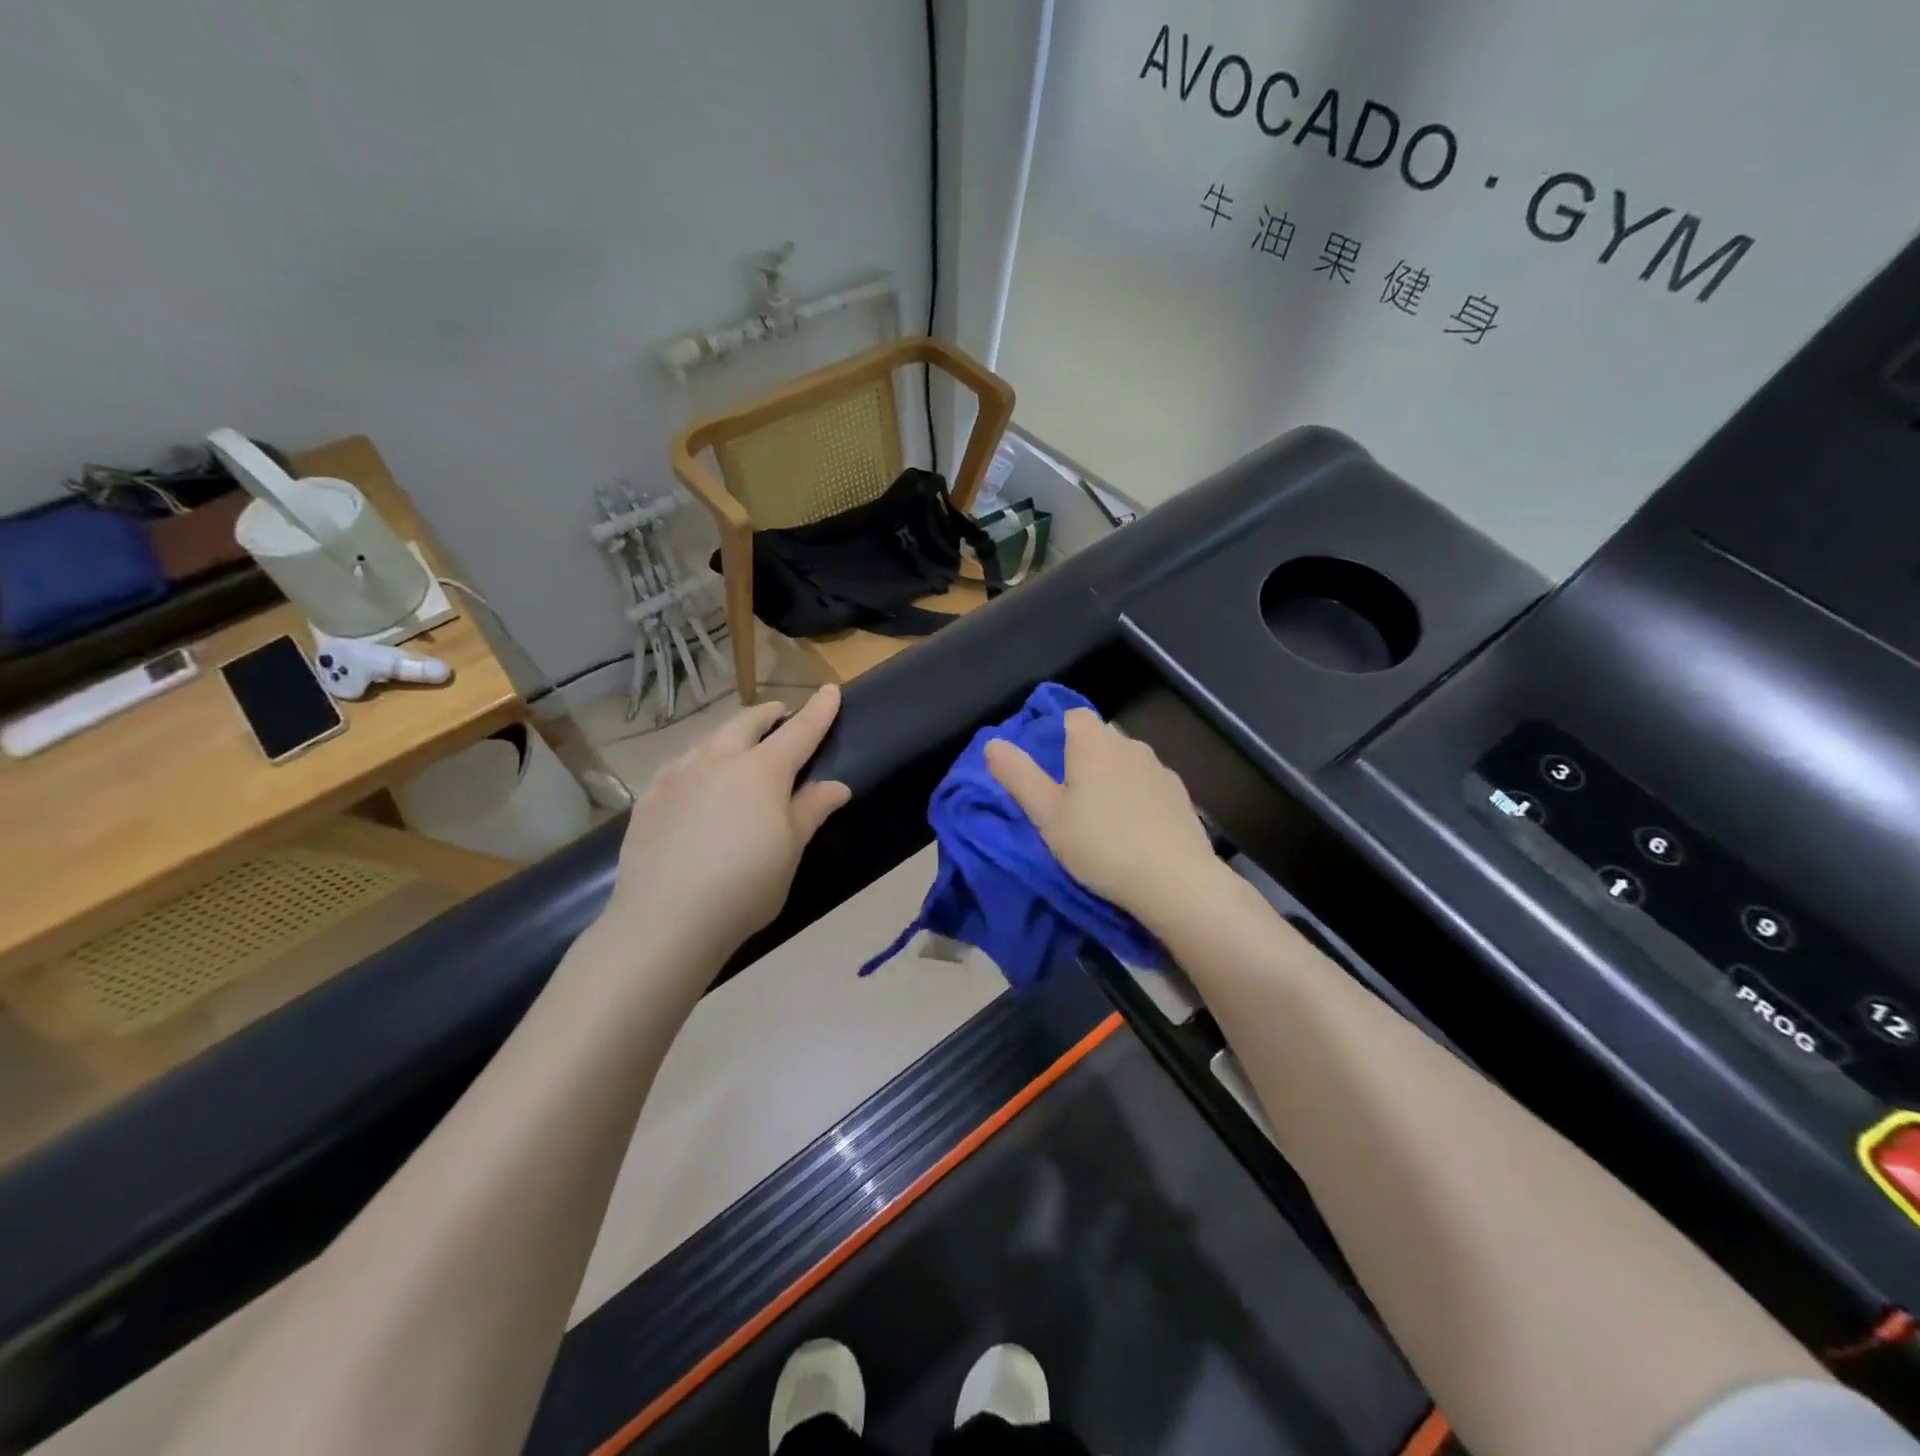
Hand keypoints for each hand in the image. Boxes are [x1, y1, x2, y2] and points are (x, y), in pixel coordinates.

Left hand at [604, 685, 851, 967]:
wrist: (665, 920)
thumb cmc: (744, 887)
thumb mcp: (790, 851)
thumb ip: (811, 810)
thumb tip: (837, 785)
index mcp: (762, 771)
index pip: (800, 731)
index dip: (818, 711)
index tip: (830, 690)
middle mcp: (718, 760)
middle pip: (747, 723)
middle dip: (768, 715)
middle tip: (780, 717)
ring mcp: (678, 775)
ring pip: (709, 739)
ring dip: (731, 735)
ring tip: (739, 747)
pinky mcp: (649, 797)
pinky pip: (680, 764)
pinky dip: (699, 760)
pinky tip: (696, 780)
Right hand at [985, 708, 1224, 930]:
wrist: (1174, 881)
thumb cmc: (1100, 844)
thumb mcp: (1047, 815)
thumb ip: (1018, 776)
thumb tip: (993, 743)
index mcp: (1094, 744)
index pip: (1074, 716)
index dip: (1058, 732)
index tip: (1048, 765)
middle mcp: (1130, 745)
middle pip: (1101, 737)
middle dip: (1084, 756)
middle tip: (1068, 796)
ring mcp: (1160, 769)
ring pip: (1127, 760)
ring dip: (1112, 776)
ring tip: (1101, 815)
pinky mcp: (1181, 795)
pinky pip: (1149, 784)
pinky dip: (1137, 796)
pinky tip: (1134, 828)